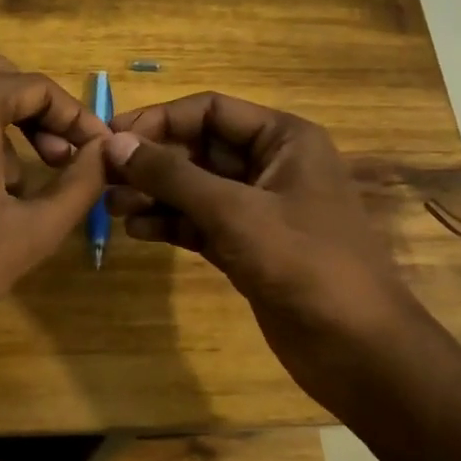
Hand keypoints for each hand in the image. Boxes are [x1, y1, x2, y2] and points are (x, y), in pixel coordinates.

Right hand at [104, 92, 423, 412]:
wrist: (357, 349)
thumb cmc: (304, 264)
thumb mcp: (234, 213)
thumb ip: (172, 176)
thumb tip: (115, 143)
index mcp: (283, 139)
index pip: (209, 110)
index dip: (158, 120)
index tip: (110, 138)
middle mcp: (271, 165)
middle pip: (199, 148)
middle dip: (153, 161)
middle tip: (103, 177)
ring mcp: (259, 208)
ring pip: (196, 188)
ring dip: (155, 194)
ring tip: (113, 207)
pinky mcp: (249, 246)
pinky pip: (201, 223)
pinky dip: (171, 224)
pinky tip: (138, 231)